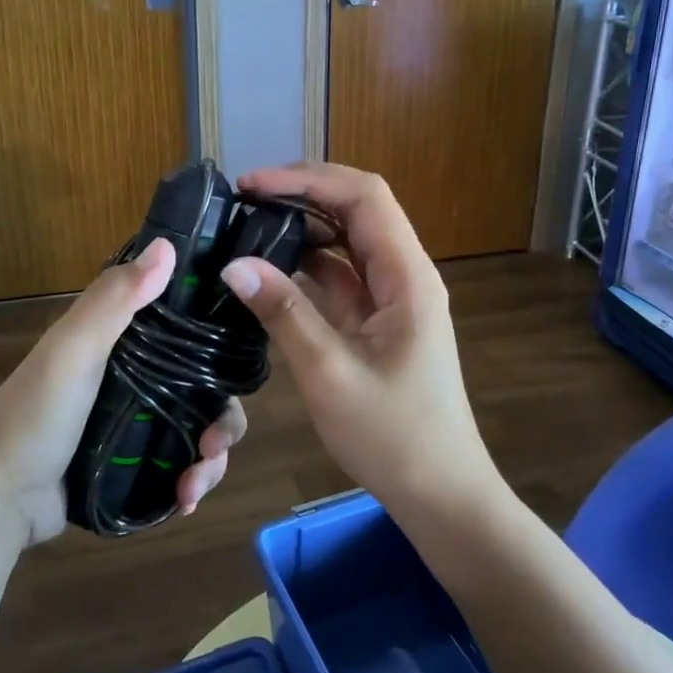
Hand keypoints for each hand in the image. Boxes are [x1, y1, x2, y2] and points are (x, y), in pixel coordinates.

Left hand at [0, 237, 246, 544]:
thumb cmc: (35, 411)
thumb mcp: (73, 348)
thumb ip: (115, 299)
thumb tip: (167, 245)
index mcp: (129, 340)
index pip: (192, 327)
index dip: (224, 339)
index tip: (246, 361)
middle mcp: (142, 376)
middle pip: (207, 388)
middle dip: (224, 417)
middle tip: (217, 444)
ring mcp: (141, 423)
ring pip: (201, 429)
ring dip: (212, 457)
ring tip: (197, 483)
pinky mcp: (138, 464)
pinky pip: (182, 465)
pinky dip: (193, 481)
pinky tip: (187, 500)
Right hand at [218, 162, 497, 515]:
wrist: (439, 492)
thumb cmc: (393, 436)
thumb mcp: (329, 373)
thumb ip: (284, 313)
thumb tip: (233, 264)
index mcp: (407, 275)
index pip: (364, 197)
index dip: (309, 179)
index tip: (254, 185)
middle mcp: (404, 274)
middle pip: (357, 210)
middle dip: (302, 195)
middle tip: (243, 201)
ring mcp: (392, 297)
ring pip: (347, 241)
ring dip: (302, 229)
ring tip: (248, 227)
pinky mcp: (378, 320)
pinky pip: (342, 276)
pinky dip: (307, 265)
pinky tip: (270, 269)